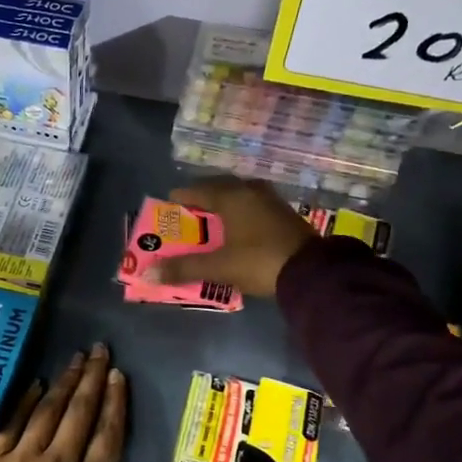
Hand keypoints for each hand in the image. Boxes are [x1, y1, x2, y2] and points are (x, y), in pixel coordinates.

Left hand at [0, 344, 129, 461]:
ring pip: (49, 411)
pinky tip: (36, 384)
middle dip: (92, 378)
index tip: (118, 376)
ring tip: (75, 358)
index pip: (109, 434)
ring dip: (64, 382)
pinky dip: (26, 402)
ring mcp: (23, 459)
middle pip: (81, 412)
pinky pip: (13, 424)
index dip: (115, 402)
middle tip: (100, 350)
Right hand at [146, 178, 316, 298]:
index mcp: (232, 196)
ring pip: (239, 196)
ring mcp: (271, 201)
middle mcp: (251, 191)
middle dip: (202, 198)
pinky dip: (239, 212)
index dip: (181, 196)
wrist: (312, 271)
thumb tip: (149, 273)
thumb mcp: (218, 266)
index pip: (198, 190)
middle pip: (220, 188)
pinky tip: (237, 226)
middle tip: (187, 209)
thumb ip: (184, 268)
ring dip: (223, 204)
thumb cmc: (259, 261)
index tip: (168, 201)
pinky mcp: (284, 215)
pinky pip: (253, 206)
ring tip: (210, 217)